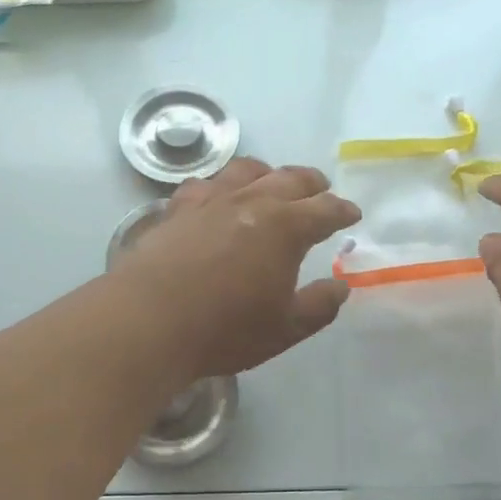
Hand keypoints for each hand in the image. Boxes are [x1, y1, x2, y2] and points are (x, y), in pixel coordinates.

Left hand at [112, 157, 360, 380]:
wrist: (148, 320)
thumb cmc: (225, 329)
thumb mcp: (285, 328)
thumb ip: (319, 306)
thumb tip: (341, 286)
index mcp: (285, 227)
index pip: (325, 209)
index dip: (342, 210)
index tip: (352, 214)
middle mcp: (251, 202)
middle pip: (289, 179)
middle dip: (311, 183)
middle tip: (321, 189)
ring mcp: (211, 201)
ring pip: (246, 171)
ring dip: (268, 173)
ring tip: (273, 181)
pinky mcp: (177, 209)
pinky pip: (206, 184)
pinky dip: (221, 185)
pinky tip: (217, 195)